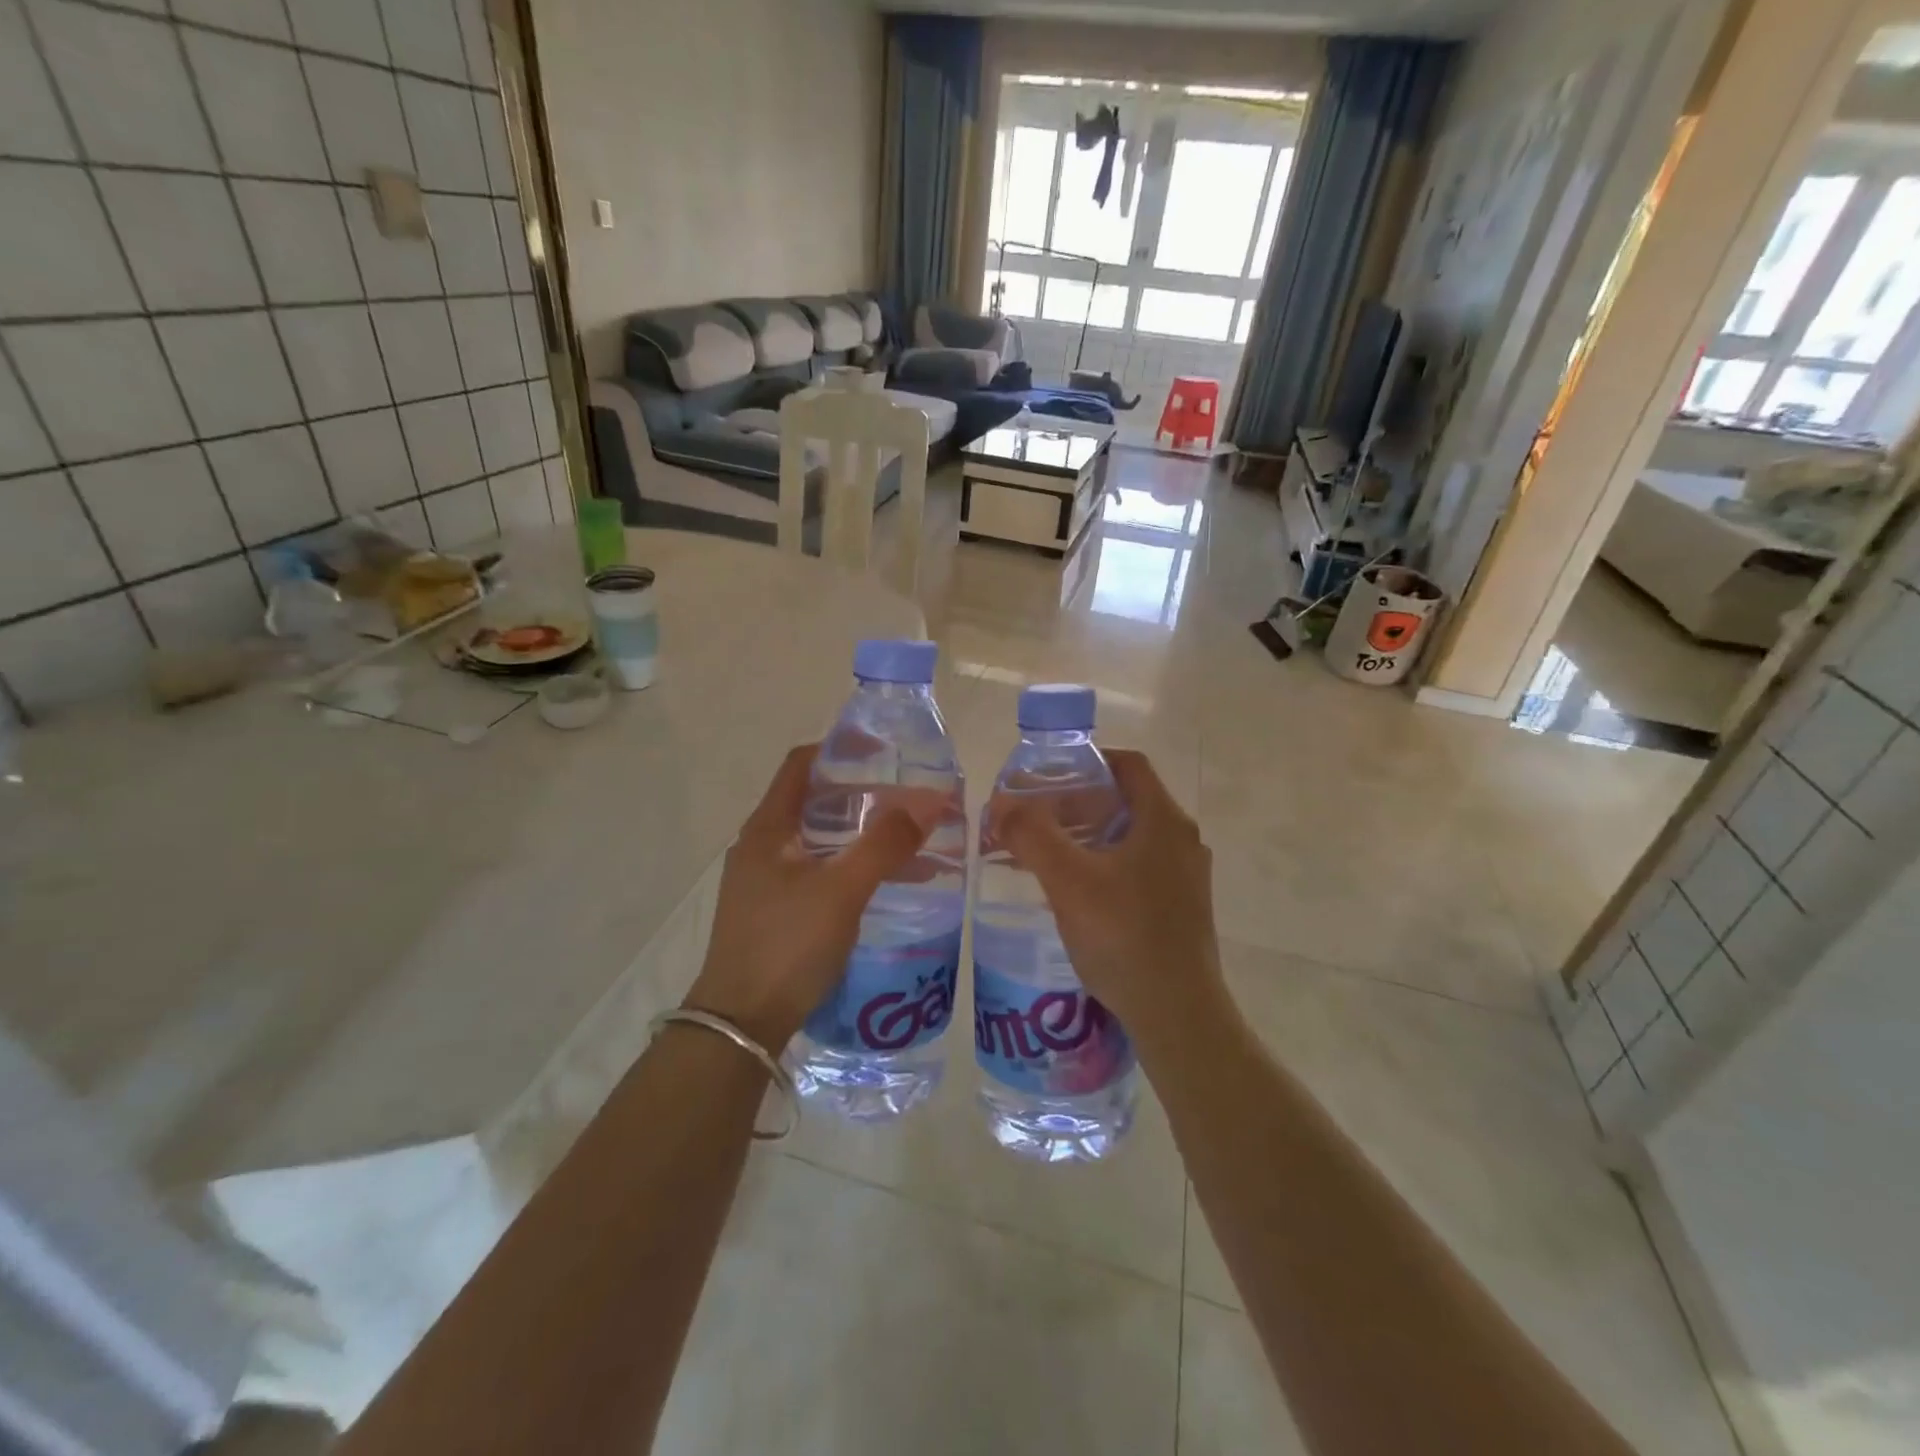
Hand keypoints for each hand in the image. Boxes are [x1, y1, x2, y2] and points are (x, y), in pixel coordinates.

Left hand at [685, 745, 944, 1050]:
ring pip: (820, 840)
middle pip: (815, 802)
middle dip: (863, 796)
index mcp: (767, 828)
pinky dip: (852, 866)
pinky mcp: (775, 911)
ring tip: (911, 841)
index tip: (886, 750)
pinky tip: (886, 884)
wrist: (740, 1025)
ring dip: (862, 835)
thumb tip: (932, 801)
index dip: (841, 749)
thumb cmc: (786, 946)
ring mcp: (765, 881)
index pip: (802, 765)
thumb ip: (885, 844)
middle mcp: (762, 846)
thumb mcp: (842, 890)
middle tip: (910, 798)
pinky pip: (819, 872)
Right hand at [991, 749, 1227, 1054]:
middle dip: (1079, 803)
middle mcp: (1182, 841)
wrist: (1178, 1016)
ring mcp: (1186, 877)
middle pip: (1127, 801)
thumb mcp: (1069, 881)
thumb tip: (1001, 804)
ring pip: (1132, 838)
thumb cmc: (1125, 936)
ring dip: (1090, 836)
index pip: (1129, 765)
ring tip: (1047, 854)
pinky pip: (1138, 869)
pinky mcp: (1182, 909)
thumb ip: (1032, 835)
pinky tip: (1076, 894)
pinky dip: (1105, 866)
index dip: (1088, 761)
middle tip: (1036, 817)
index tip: (1049, 775)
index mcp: (1164, 820)